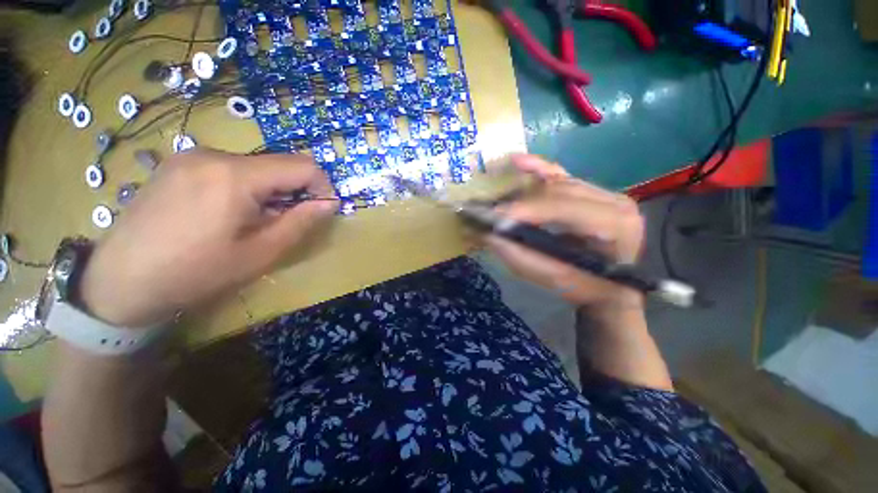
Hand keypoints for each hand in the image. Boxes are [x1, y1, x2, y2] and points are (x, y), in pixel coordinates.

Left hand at [79, 149, 336, 326]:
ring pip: (256, 166)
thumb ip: (301, 222)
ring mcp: (191, 156)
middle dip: (294, 190)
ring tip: (253, 221)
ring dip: (270, 191)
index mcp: (235, 176)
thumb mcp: (260, 253)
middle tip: (284, 222)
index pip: (303, 165)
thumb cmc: (195, 273)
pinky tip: (227, 213)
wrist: (118, 282)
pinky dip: (246, 187)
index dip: (322, 186)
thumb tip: (330, 203)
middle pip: (278, 164)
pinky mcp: (178, 164)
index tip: (321, 210)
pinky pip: (230, 168)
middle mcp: (213, 154)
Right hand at [486, 154, 645, 311]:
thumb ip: (522, 257)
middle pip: (561, 191)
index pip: (568, 208)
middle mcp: (614, 201)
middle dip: (524, 202)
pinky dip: (538, 168)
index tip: (498, 216)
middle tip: (493, 213)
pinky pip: (561, 175)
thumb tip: (489, 236)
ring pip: (558, 182)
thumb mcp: (555, 278)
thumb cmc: (586, 286)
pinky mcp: (590, 191)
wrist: (610, 286)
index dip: (530, 210)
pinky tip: (518, 161)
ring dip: (526, 189)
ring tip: (499, 197)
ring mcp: (603, 192)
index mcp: (616, 226)